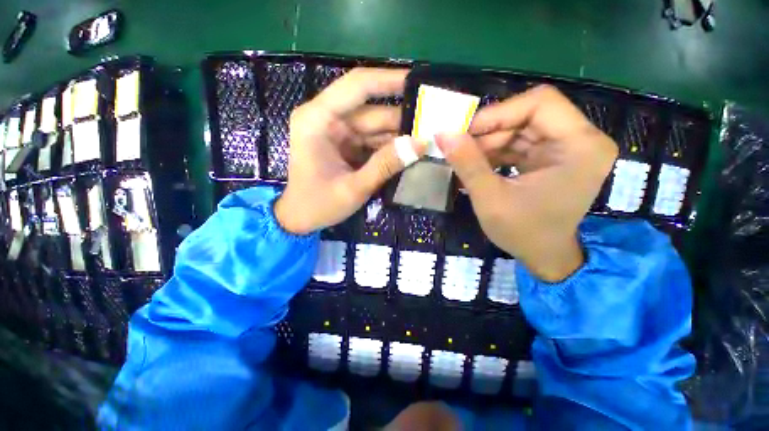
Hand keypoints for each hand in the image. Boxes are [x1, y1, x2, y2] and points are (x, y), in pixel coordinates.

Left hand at [275, 68, 425, 234]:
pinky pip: (374, 141)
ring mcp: (338, 132)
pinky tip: (411, 152)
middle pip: (372, 110)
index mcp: (317, 120)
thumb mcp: (354, 188)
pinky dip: (391, 147)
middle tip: (436, 123)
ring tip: (430, 139)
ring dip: (400, 135)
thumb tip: (421, 143)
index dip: (389, 80)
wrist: (300, 219)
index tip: (420, 81)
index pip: (357, 86)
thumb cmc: (318, 205)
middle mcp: (327, 119)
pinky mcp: (346, 145)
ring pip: (376, 126)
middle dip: (403, 117)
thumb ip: (386, 165)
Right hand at [436, 85, 617, 281]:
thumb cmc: (523, 232)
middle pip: (528, 115)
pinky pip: (519, 143)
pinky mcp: (552, 157)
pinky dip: (495, 151)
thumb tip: (443, 134)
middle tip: (459, 148)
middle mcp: (581, 140)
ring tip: (464, 160)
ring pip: (520, 128)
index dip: (498, 113)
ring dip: (488, 143)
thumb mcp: (490, 199)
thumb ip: (467, 164)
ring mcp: (567, 148)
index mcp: (581, 146)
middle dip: (489, 131)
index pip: (539, 103)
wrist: (543, 256)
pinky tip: (477, 165)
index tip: (464, 132)